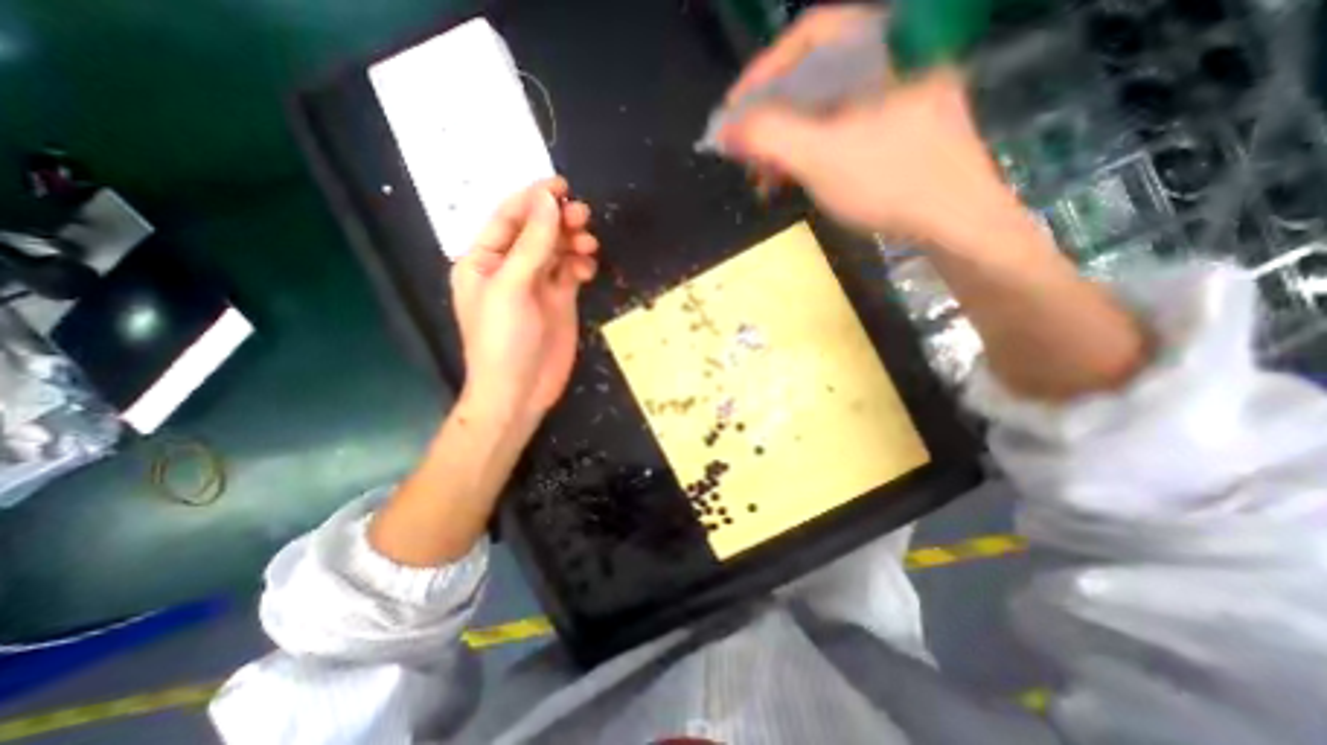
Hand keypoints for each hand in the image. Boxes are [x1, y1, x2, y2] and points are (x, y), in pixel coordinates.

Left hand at [457, 175, 600, 424]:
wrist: (520, 390)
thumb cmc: (504, 340)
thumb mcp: (512, 287)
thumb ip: (532, 243)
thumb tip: (548, 200)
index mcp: (484, 259)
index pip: (509, 218)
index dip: (533, 199)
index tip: (562, 185)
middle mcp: (510, 267)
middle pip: (537, 231)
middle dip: (559, 220)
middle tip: (583, 215)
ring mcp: (537, 285)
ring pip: (557, 250)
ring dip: (573, 241)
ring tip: (590, 243)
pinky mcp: (560, 300)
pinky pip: (571, 272)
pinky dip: (581, 265)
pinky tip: (588, 270)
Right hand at [723, 4, 1012, 245]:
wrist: (955, 224)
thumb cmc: (890, 183)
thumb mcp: (820, 157)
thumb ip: (767, 136)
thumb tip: (723, 131)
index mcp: (884, 44)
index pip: (808, 35)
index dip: (762, 73)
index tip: (733, 113)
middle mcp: (892, 58)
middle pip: (813, 75)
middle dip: (770, 119)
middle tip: (745, 154)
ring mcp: (896, 95)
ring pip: (825, 107)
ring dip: (787, 142)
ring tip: (764, 180)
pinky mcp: (895, 129)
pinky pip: (841, 128)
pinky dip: (811, 152)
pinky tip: (793, 179)